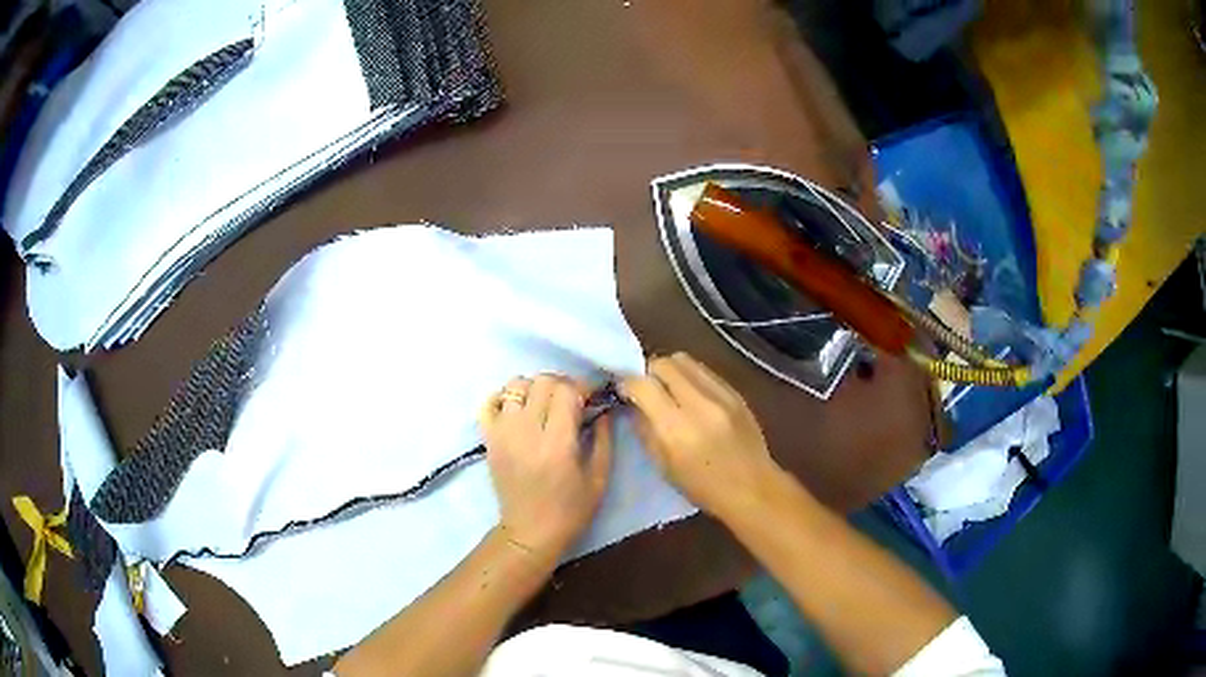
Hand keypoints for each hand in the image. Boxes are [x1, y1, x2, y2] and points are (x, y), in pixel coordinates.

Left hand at [479, 374, 612, 563]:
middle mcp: (526, 432)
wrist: (530, 532)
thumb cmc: (571, 510)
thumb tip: (603, 408)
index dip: (582, 388)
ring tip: (545, 406)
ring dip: (535, 389)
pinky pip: (490, 402)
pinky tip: (519, 410)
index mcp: (557, 444)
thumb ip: (603, 438)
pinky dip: (504, 397)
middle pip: (542, 382)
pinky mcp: (489, 439)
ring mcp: (503, 433)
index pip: (566, 391)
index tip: (591, 399)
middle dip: (562, 385)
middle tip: (571, 401)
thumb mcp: (599, 478)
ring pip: (516, 385)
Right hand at [621, 353, 778, 517]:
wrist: (753, 488)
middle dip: (648, 371)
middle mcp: (699, 403)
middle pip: (664, 363)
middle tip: (646, 388)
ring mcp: (721, 394)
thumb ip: (645, 429)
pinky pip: (705, 371)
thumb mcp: (663, 466)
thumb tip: (632, 403)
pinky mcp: (736, 392)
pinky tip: (691, 395)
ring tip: (668, 388)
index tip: (623, 389)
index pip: (643, 384)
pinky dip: (691, 377)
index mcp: (676, 428)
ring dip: (670, 370)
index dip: (627, 382)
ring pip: (685, 360)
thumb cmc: (703, 487)